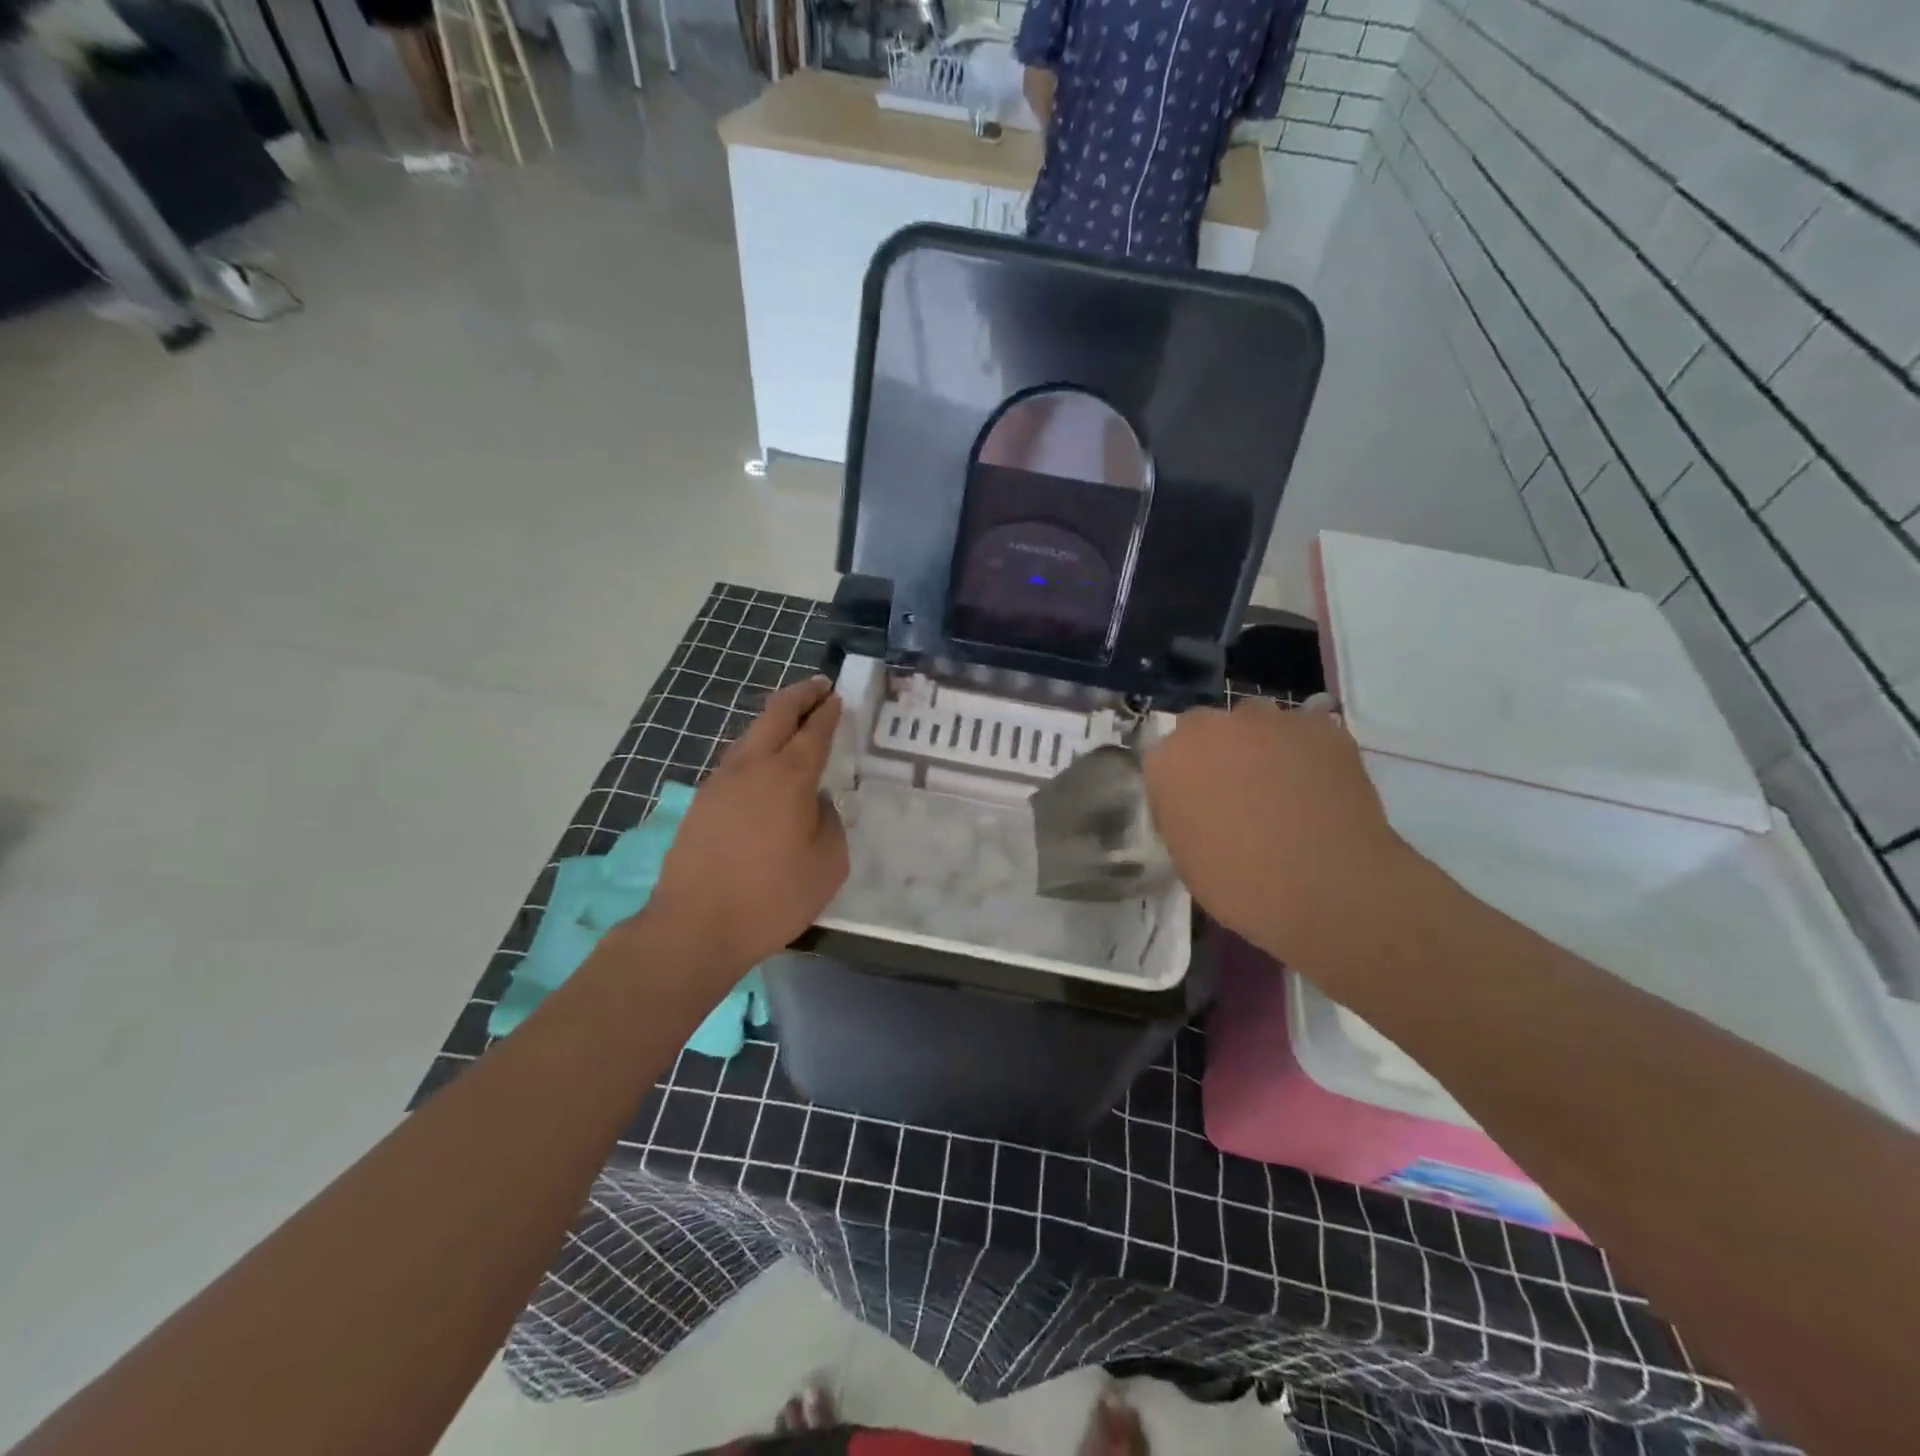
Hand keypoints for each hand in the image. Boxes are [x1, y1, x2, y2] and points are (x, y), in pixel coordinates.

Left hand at [646, 677, 848, 973]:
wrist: (695, 926)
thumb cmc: (772, 897)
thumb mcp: (827, 864)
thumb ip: (830, 823)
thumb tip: (815, 804)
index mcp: (789, 777)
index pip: (813, 731)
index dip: (828, 712)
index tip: (837, 697)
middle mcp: (752, 768)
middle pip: (776, 715)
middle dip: (800, 696)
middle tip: (819, 687)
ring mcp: (720, 783)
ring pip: (750, 737)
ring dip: (774, 723)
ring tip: (792, 723)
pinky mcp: (701, 804)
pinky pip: (736, 763)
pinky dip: (756, 751)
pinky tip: (763, 769)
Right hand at [1143, 699, 1413, 970]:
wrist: (1328, 889)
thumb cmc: (1241, 886)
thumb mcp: (1185, 855)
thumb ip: (1181, 811)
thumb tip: (1198, 802)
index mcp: (1168, 761)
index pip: (1165, 756)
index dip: (1184, 779)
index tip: (1199, 805)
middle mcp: (1211, 728)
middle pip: (1207, 727)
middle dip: (1218, 751)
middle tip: (1240, 793)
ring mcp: (1268, 721)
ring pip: (1257, 721)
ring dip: (1262, 744)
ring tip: (1285, 787)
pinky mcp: (1320, 726)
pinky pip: (1306, 731)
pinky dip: (1308, 752)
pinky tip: (1321, 786)